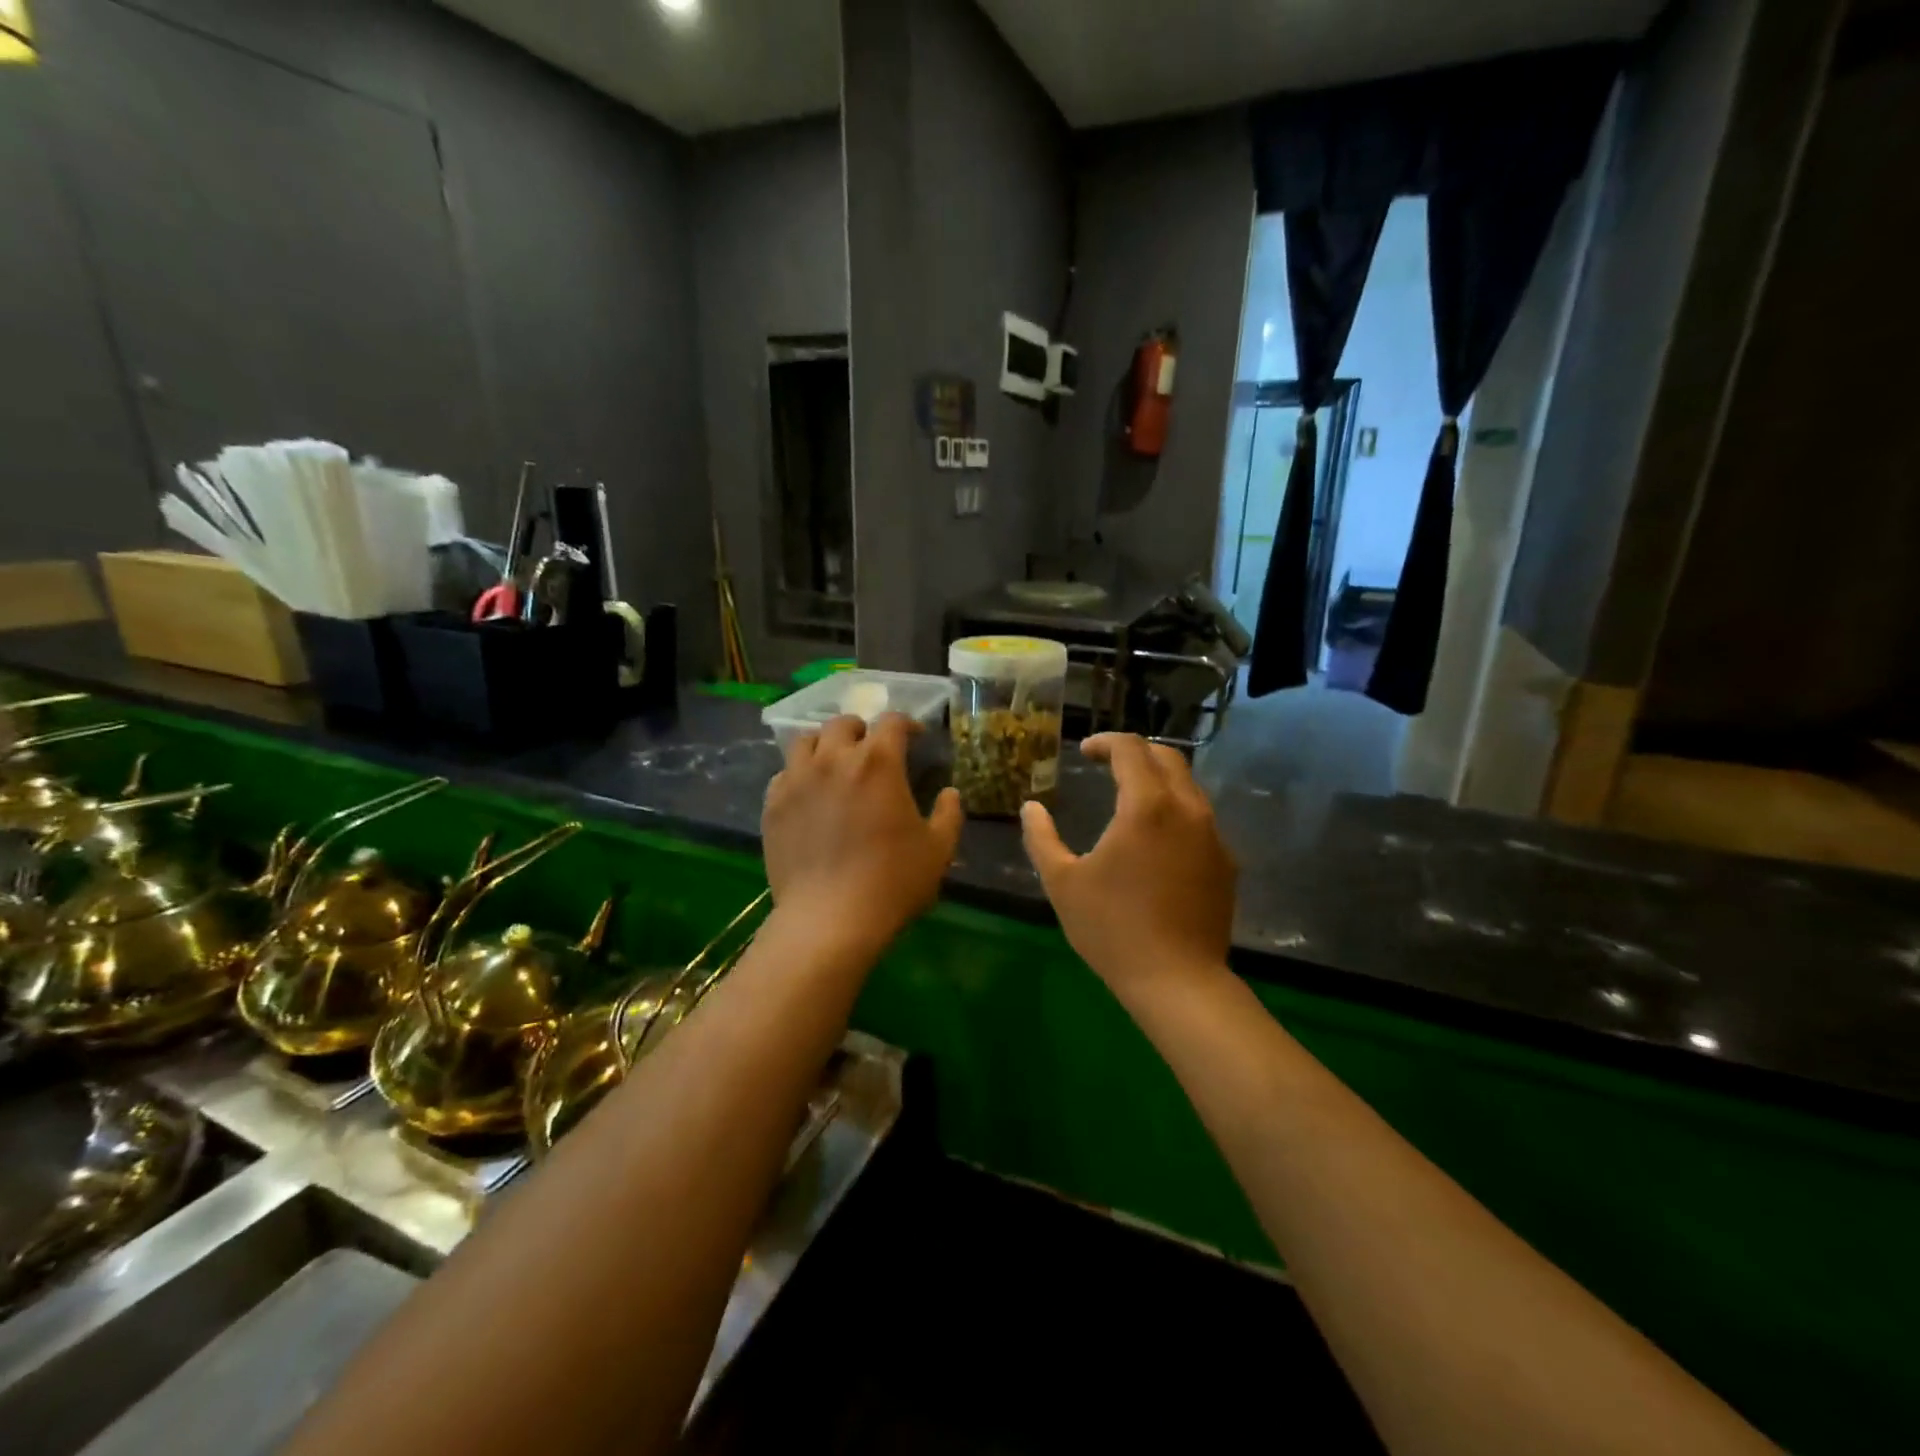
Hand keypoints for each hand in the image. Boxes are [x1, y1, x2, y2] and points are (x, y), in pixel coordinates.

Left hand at [762, 713, 963, 952]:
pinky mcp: (773, 805)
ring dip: (825, 745)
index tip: (915, 736)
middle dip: (862, 730)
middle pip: (843, 724)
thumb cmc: (892, 882)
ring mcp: (797, 780)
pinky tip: (808, 793)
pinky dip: (799, 774)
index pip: (892, 722)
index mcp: (878, 762)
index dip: (906, 723)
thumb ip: (949, 815)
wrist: (829, 919)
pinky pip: (783, 774)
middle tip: (871, 749)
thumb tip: (950, 793)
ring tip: (834, 762)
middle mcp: (834, 759)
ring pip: (806, 741)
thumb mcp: (937, 850)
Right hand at [1021, 734, 1235, 996]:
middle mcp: (1187, 809)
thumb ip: (1042, 838)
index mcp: (1146, 806)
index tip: (1084, 752)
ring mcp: (1213, 836)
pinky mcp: (1226, 863)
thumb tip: (1031, 807)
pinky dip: (1176, 811)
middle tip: (1107, 765)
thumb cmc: (1113, 929)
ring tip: (1130, 798)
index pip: (1131, 749)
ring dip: (1159, 780)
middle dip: (1135, 752)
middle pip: (1168, 758)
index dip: (1105, 742)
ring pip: (1189, 787)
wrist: (1178, 982)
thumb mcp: (1063, 883)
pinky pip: (1201, 819)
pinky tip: (1156, 840)